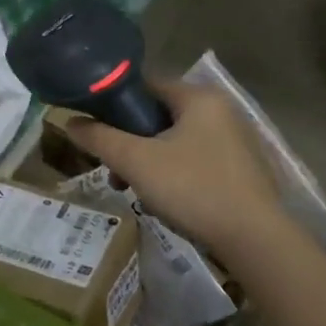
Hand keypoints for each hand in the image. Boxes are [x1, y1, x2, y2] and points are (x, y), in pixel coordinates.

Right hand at [64, 81, 287, 251]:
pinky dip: (174, 176)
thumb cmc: (193, 188)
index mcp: (198, 97)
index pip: (145, 85)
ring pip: (175, 143)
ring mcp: (236, 141)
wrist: (256, 241)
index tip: (96, 131)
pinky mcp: (243, 170)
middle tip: (114, 171)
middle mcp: (221, 111)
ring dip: (148, 163)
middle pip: (158, 117)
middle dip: (130, 144)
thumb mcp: (135, 161)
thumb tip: (69, 121)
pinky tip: (165, 203)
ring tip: (134, 193)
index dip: (114, 105)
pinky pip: (195, 161)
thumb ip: (99, 138)